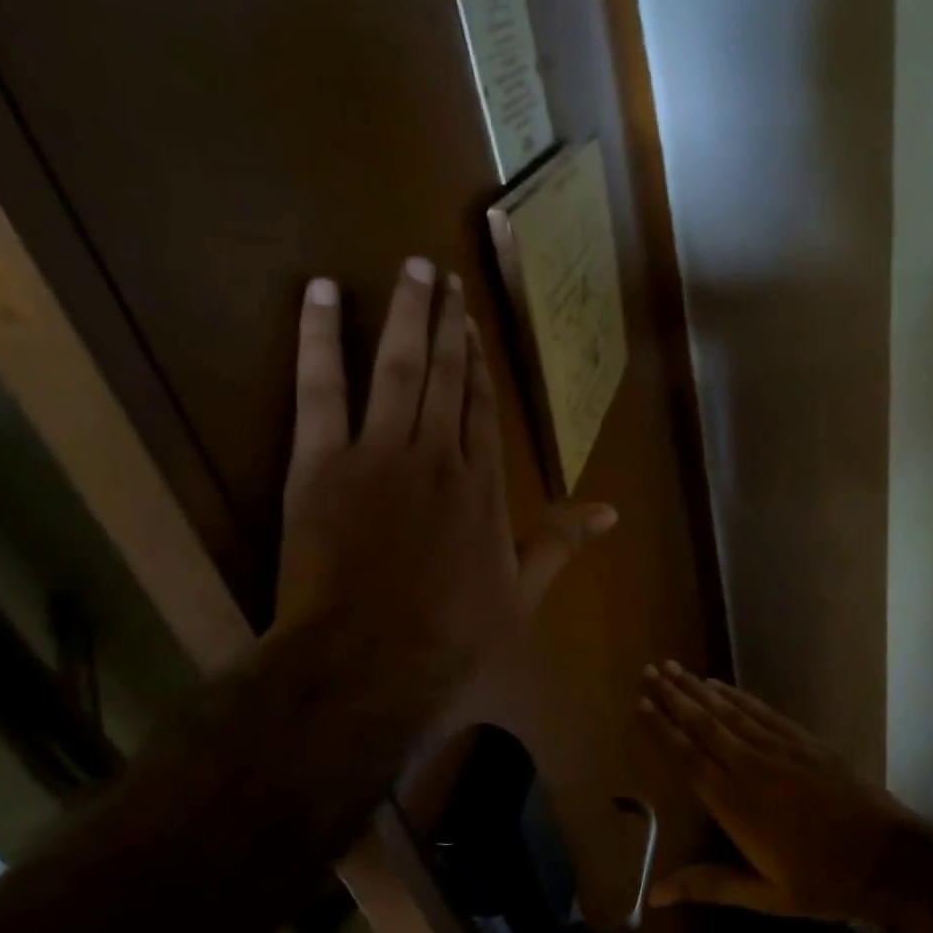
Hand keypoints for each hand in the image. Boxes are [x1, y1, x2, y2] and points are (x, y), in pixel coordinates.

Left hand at [271, 257, 614, 736]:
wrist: (370, 662)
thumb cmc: (450, 635)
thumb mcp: (521, 594)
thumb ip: (561, 544)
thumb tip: (611, 512)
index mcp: (484, 486)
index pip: (484, 410)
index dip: (479, 365)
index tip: (473, 328)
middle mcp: (440, 455)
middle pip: (448, 377)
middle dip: (448, 324)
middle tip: (443, 276)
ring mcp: (381, 453)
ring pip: (401, 368)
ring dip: (408, 315)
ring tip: (412, 269)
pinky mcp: (322, 463)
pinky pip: (322, 388)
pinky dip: (321, 338)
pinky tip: (321, 291)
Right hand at [639, 663, 913, 921]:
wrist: (889, 857)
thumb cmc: (824, 882)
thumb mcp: (765, 896)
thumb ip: (709, 885)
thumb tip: (654, 895)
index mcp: (735, 803)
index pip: (688, 758)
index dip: (662, 729)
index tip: (640, 703)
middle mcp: (751, 767)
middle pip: (704, 724)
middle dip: (674, 696)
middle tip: (649, 670)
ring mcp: (780, 749)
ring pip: (729, 712)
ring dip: (698, 689)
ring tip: (674, 667)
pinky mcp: (804, 741)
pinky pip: (762, 711)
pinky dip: (737, 695)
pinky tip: (720, 684)